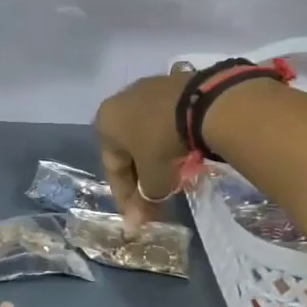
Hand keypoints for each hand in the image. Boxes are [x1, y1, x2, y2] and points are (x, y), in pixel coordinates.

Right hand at [95, 68, 190, 227]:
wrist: (202, 102)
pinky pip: (164, 120)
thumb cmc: (162, 141)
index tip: (137, 217)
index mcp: (105, 123)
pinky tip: (183, 153)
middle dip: (140, 177)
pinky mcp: (171, 84)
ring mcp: (146, 89)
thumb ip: (146, 199)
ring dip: (155, 158)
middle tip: (154, 200)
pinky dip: (169, 139)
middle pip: (128, 150)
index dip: (125, 197)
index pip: (112, 167)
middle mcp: (119, 102)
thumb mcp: (154, 177)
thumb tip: (137, 223)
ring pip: (146, 134)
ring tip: (171, 178)